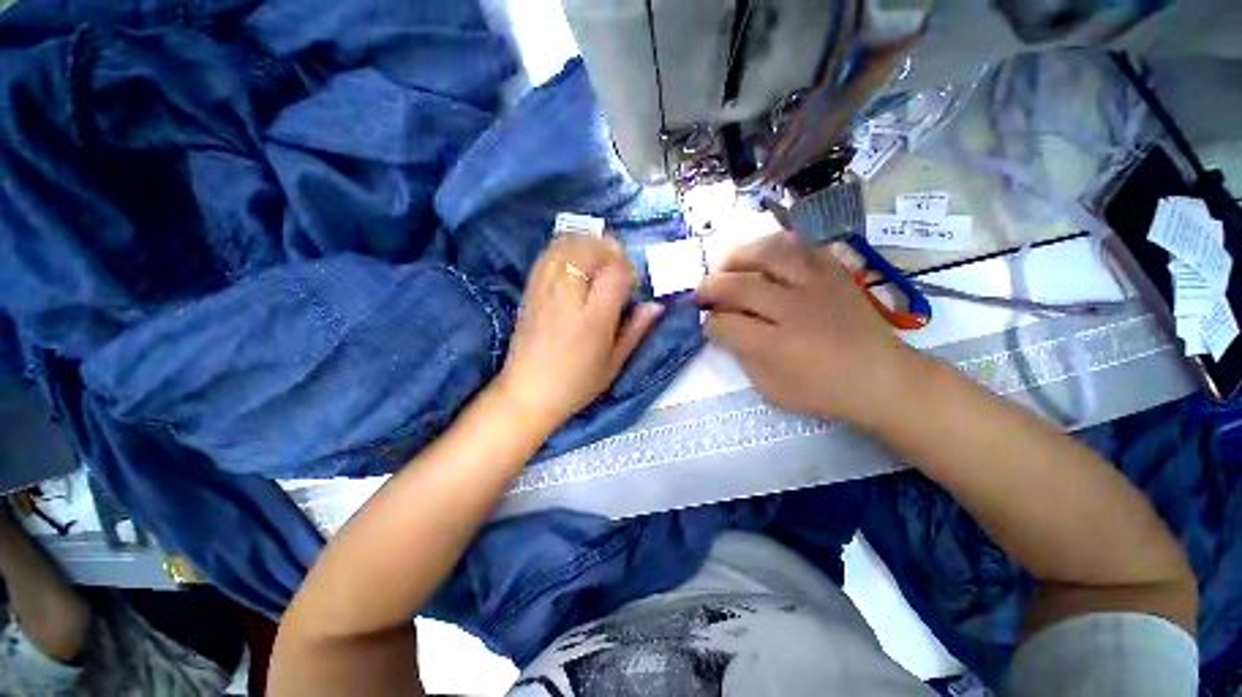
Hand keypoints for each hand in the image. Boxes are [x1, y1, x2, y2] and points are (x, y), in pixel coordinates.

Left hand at [493, 235, 662, 431]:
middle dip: (609, 251)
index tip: (630, 286)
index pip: (616, 271)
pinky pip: (549, 254)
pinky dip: (566, 248)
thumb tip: (655, 305)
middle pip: (590, 249)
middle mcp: (568, 297)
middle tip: (616, 269)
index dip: (628, 270)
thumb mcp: (614, 363)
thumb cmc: (577, 383)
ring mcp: (545, 290)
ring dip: (588, 245)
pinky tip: (574, 262)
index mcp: (593, 319)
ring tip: (597, 262)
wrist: (528, 392)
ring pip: (568, 245)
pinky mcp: (530, 289)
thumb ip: (636, 331)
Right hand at [696, 231, 920, 423]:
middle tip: (701, 294)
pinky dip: (776, 247)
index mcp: (777, 346)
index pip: (726, 324)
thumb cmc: (823, 391)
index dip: (709, 324)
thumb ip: (743, 357)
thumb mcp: (772, 389)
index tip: (706, 325)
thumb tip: (724, 330)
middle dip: (710, 287)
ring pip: (769, 254)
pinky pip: (802, 246)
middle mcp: (794, 309)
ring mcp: (817, 286)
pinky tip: (764, 257)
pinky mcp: (834, 274)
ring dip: (739, 257)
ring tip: (727, 267)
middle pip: (740, 285)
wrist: (881, 378)